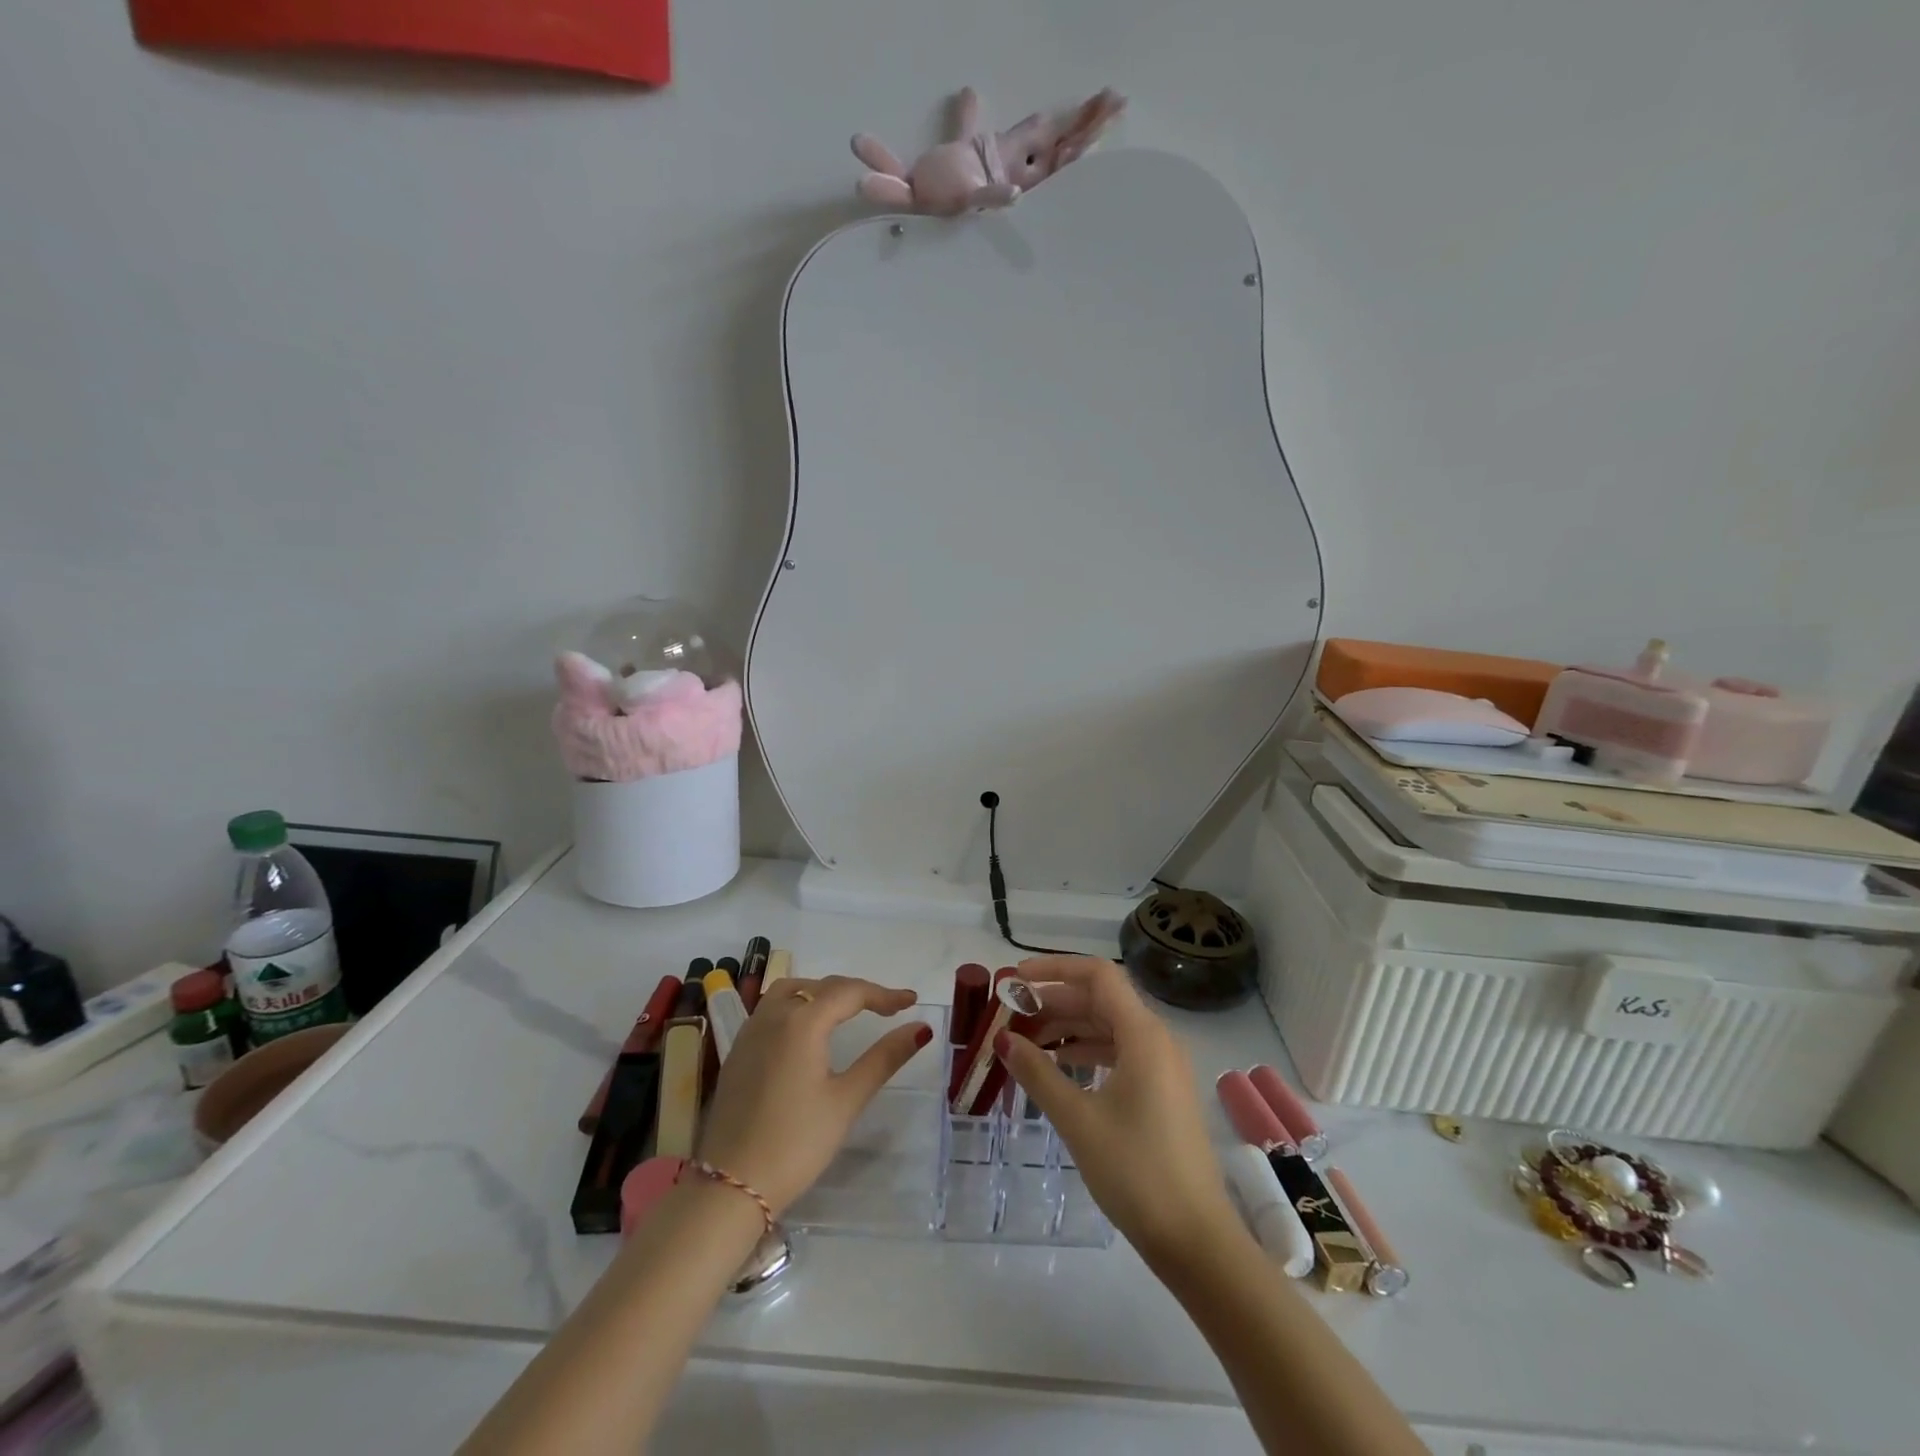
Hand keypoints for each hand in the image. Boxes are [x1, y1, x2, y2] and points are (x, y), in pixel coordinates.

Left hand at [697, 977, 931, 1214]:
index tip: (911, 1001)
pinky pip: (771, 1009)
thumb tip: (920, 1028)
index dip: (883, 994)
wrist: (730, 1186)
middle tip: (887, 1007)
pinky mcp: (738, 1052)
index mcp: (802, 1022)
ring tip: (847, 1010)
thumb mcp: (846, 1100)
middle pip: (821, 986)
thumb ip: (884, 1058)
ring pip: (790, 990)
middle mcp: (773, 1016)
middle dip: (857, 992)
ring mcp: (750, 1032)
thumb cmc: (796, 1143)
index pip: (850, 992)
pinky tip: (807, 1031)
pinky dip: (797, 1005)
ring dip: (822, 992)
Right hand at [997, 956, 1238, 1265]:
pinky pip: (1120, 1053)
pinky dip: (1087, 1052)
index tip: (1016, 979)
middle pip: (1100, 1000)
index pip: (1097, 975)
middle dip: (1054, 1001)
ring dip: (1068, 1028)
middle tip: (1011, 1015)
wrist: (1196, 1240)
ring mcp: (1163, 1066)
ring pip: (1109, 1027)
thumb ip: (1037, 1073)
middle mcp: (1157, 1039)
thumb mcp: (1078, 1119)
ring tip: (1026, 1042)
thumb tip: (1002, 1039)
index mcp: (1143, 1034)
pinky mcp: (1163, 1091)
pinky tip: (1059, 1069)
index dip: (1054, 968)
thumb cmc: (1135, 1171)